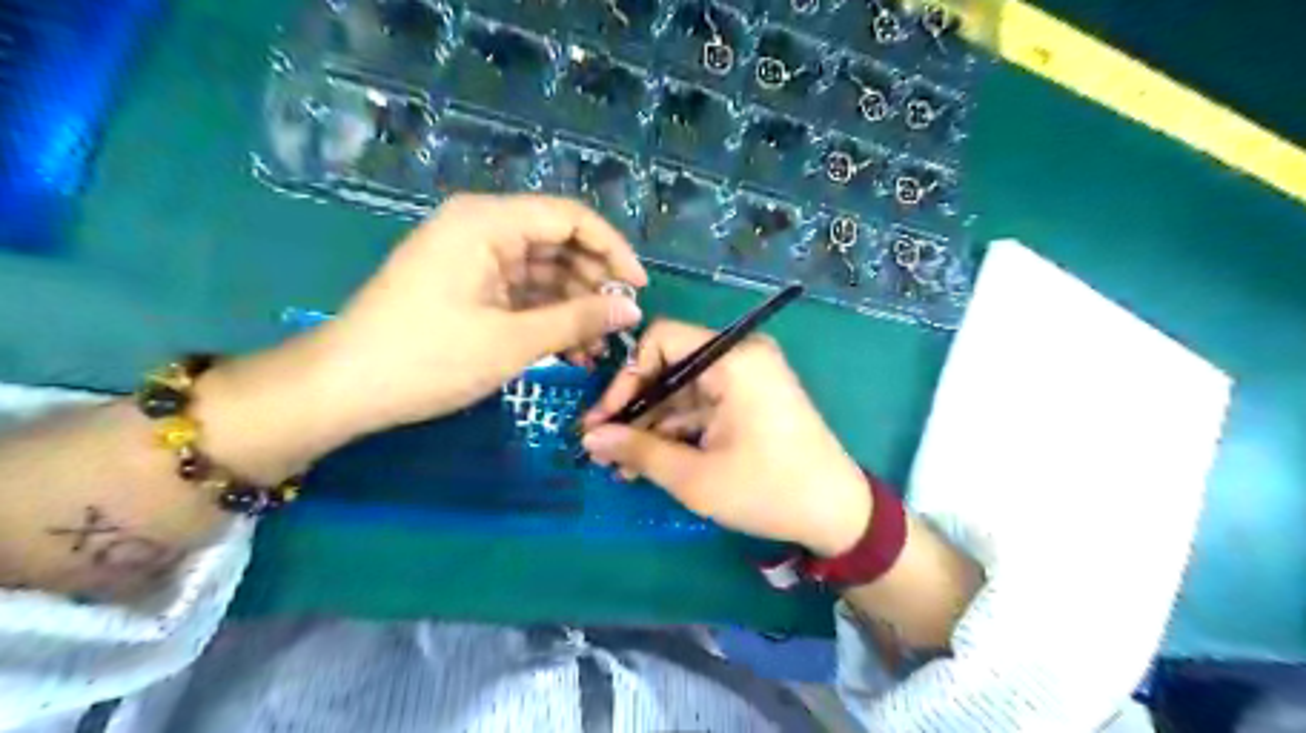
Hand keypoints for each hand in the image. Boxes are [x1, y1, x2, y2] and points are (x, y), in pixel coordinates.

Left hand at [309, 193, 650, 434]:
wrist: (345, 388)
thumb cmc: (427, 359)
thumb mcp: (512, 341)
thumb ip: (578, 320)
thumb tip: (631, 309)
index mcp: (488, 222)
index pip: (570, 218)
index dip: (613, 250)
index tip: (639, 289)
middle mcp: (483, 228)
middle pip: (559, 243)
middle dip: (595, 283)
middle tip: (621, 325)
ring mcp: (475, 258)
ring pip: (544, 271)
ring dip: (574, 306)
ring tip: (600, 347)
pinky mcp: (470, 285)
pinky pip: (523, 292)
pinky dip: (548, 317)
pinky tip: (572, 349)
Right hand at [579, 321, 864, 555]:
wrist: (837, 514)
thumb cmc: (768, 490)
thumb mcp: (695, 476)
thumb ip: (638, 452)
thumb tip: (590, 439)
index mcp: (733, 360)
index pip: (662, 340)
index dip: (627, 377)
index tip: (605, 419)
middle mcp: (740, 357)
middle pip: (670, 368)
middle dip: (634, 409)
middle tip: (602, 448)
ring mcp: (747, 379)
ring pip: (682, 392)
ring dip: (651, 426)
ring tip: (620, 466)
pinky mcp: (749, 400)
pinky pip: (702, 406)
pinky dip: (677, 431)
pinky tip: (649, 463)